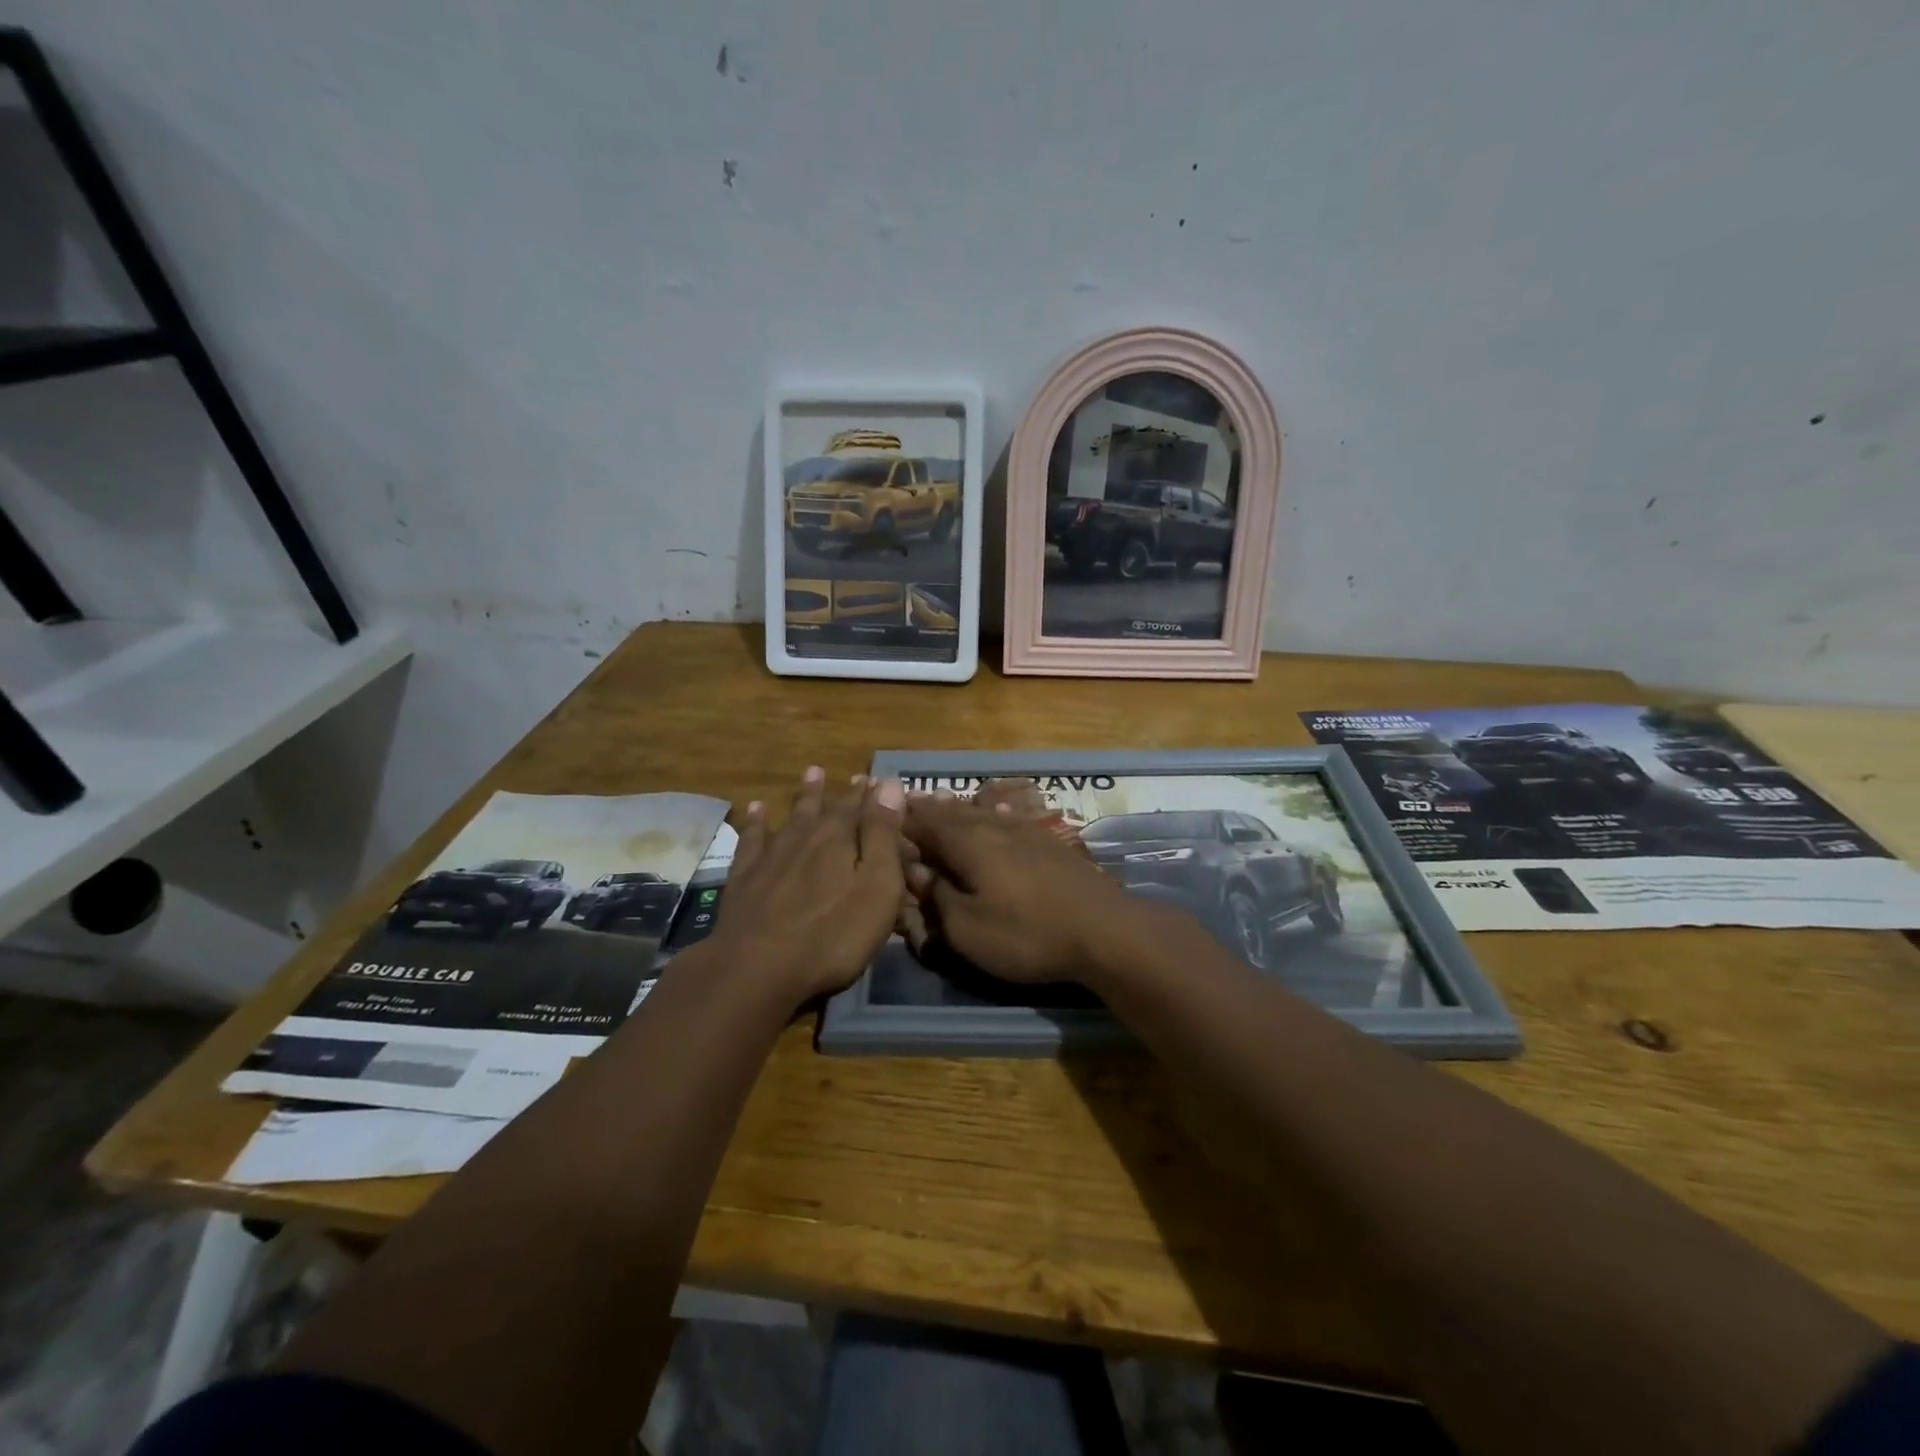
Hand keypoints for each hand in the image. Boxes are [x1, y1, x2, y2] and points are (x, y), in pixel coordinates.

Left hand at [709, 768, 906, 1003]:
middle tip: (853, 776)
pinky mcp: (744, 878)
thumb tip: (890, 783)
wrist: (756, 968)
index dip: (872, 795)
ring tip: (812, 773)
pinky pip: (752, 839)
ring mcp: (772, 856)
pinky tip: (755, 809)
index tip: (879, 779)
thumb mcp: (876, 887)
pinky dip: (755, 822)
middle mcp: (806, 837)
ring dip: (806, 796)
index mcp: (841, 839)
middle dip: (844, 793)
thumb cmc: (832, 934)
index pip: (862, 808)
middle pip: (828, 808)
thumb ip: (883, 835)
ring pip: (793, 816)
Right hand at [902, 792, 1144, 982]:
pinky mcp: (1048, 842)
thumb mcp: (967, 929)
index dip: (899, 818)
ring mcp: (1025, 829)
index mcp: (967, 842)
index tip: (878, 811)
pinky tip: (995, 814)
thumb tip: (916, 871)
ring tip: (940, 804)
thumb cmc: (1027, 934)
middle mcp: (993, 825)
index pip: (923, 822)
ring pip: (980, 811)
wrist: (1104, 930)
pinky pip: (1007, 818)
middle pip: (951, 811)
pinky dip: (988, 815)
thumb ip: (937, 896)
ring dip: (956, 809)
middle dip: (925, 808)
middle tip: (904, 803)